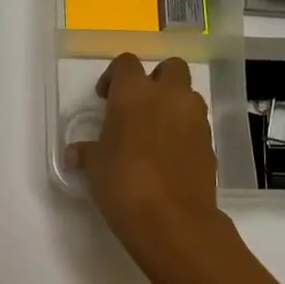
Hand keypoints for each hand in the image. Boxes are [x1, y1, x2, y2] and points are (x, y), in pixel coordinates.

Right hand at [65, 54, 224, 270]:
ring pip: (187, 95)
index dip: (114, 76)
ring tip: (153, 132)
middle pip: (170, 67)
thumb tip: (74, 154)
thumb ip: (86, 152)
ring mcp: (195, 119)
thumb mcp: (95, 166)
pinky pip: (196, 125)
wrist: (172, 220)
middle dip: (156, 79)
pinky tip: (167, 156)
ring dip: (173, 104)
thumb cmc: (123, 182)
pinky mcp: (210, 144)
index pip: (126, 63)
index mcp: (134, 93)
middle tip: (138, 104)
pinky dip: (183, 131)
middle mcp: (169, 96)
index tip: (104, 97)